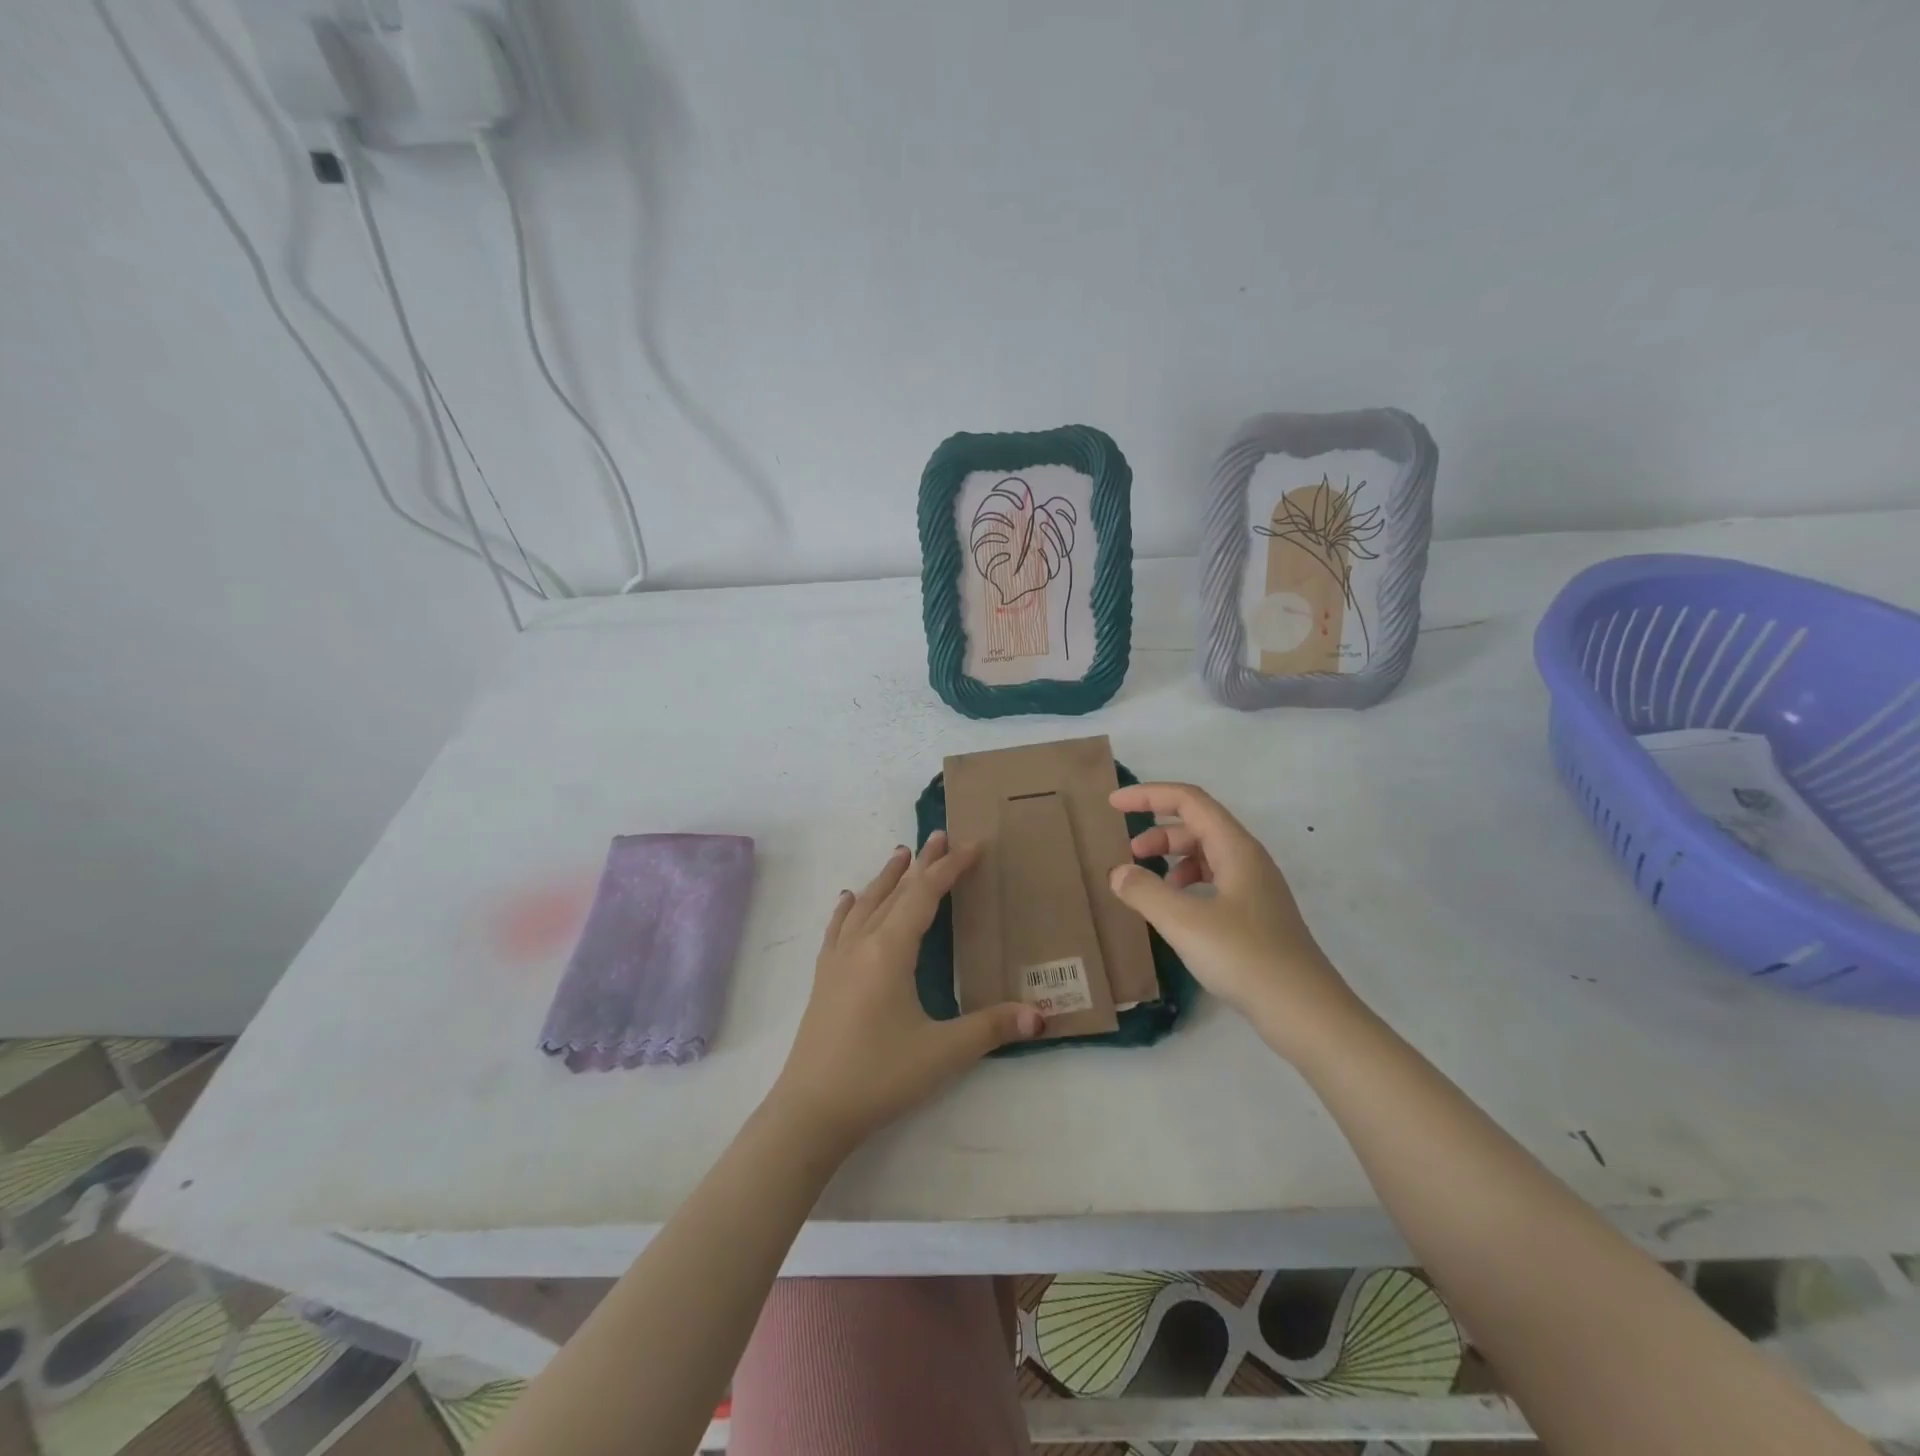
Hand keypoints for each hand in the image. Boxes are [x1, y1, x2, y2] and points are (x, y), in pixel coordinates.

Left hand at [767, 832, 1044, 1152]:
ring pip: (865, 904)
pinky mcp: (823, 979)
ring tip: (900, 855)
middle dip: (921, 864)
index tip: (973, 846)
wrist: (811, 1111)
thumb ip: (992, 1028)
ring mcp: (837, 960)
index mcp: (890, 950)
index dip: (950, 869)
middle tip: (939, 837)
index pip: (925, 895)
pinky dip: (849, 908)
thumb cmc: (879, 1076)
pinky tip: (848, 901)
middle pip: (895, 891)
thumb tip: (1040, 1016)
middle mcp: (862, 944)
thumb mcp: (943, 1053)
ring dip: (886, 878)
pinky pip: (838, 928)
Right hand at [1107, 782, 1355, 1045]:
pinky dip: (1187, 885)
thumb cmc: (1244, 957)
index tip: (1113, 804)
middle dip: (1158, 832)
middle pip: (1198, 825)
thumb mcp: (1184, 922)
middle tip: (1128, 853)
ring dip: (1172, 859)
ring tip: (1147, 884)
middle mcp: (1248, 860)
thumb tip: (1118, 872)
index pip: (1188, 801)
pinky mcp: (1256, 917)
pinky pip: (1214, 882)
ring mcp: (1255, 889)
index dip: (1149, 795)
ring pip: (1207, 855)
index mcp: (1236, 848)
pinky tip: (1175, 911)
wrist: (1305, 1011)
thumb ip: (1144, 891)